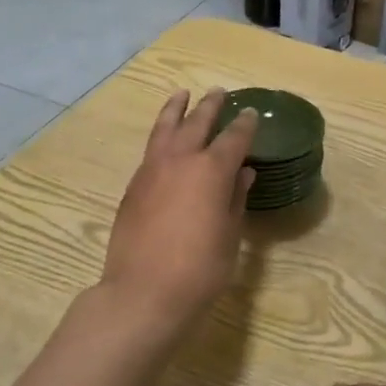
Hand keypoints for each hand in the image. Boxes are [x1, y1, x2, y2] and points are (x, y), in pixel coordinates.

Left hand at [101, 89, 255, 330]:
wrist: (143, 292)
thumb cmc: (200, 268)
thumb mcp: (229, 234)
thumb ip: (235, 199)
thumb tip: (243, 174)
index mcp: (211, 171)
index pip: (233, 138)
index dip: (245, 125)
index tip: (252, 114)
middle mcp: (181, 160)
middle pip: (197, 123)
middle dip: (210, 107)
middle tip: (219, 92)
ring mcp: (151, 171)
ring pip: (165, 129)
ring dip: (176, 110)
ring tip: (181, 95)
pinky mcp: (133, 187)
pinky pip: (151, 150)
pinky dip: (161, 136)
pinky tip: (165, 140)